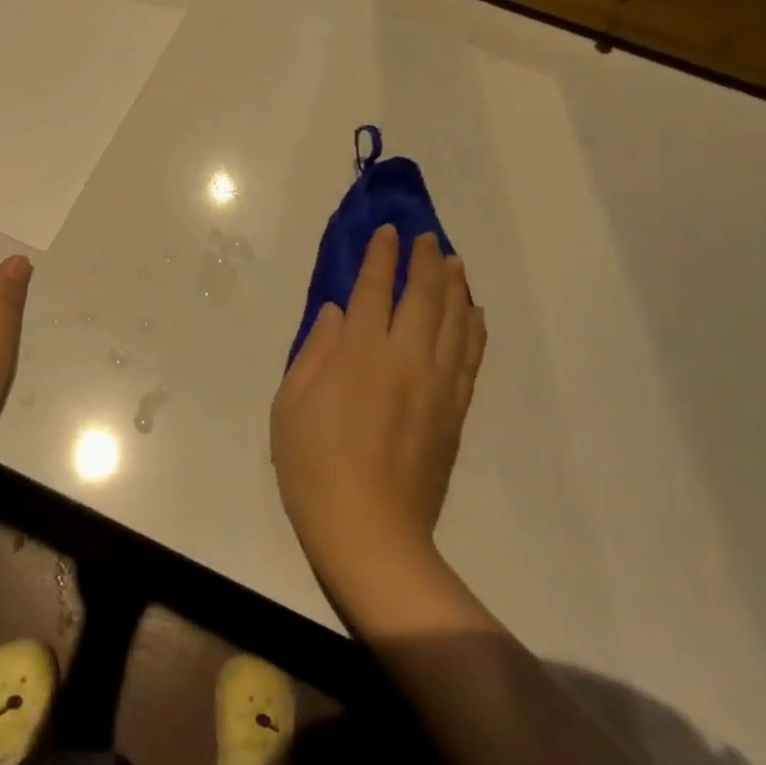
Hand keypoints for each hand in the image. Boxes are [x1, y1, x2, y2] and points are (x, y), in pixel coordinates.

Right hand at [271, 226, 486, 595]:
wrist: (370, 532)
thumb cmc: (314, 468)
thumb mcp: (291, 407)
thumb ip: (315, 352)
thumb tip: (338, 312)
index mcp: (361, 354)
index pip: (375, 290)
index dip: (381, 257)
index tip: (387, 232)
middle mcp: (406, 358)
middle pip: (423, 296)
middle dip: (424, 261)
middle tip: (426, 238)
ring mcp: (438, 384)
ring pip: (454, 321)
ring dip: (454, 286)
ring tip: (453, 262)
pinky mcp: (455, 411)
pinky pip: (471, 358)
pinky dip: (475, 329)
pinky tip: (475, 313)